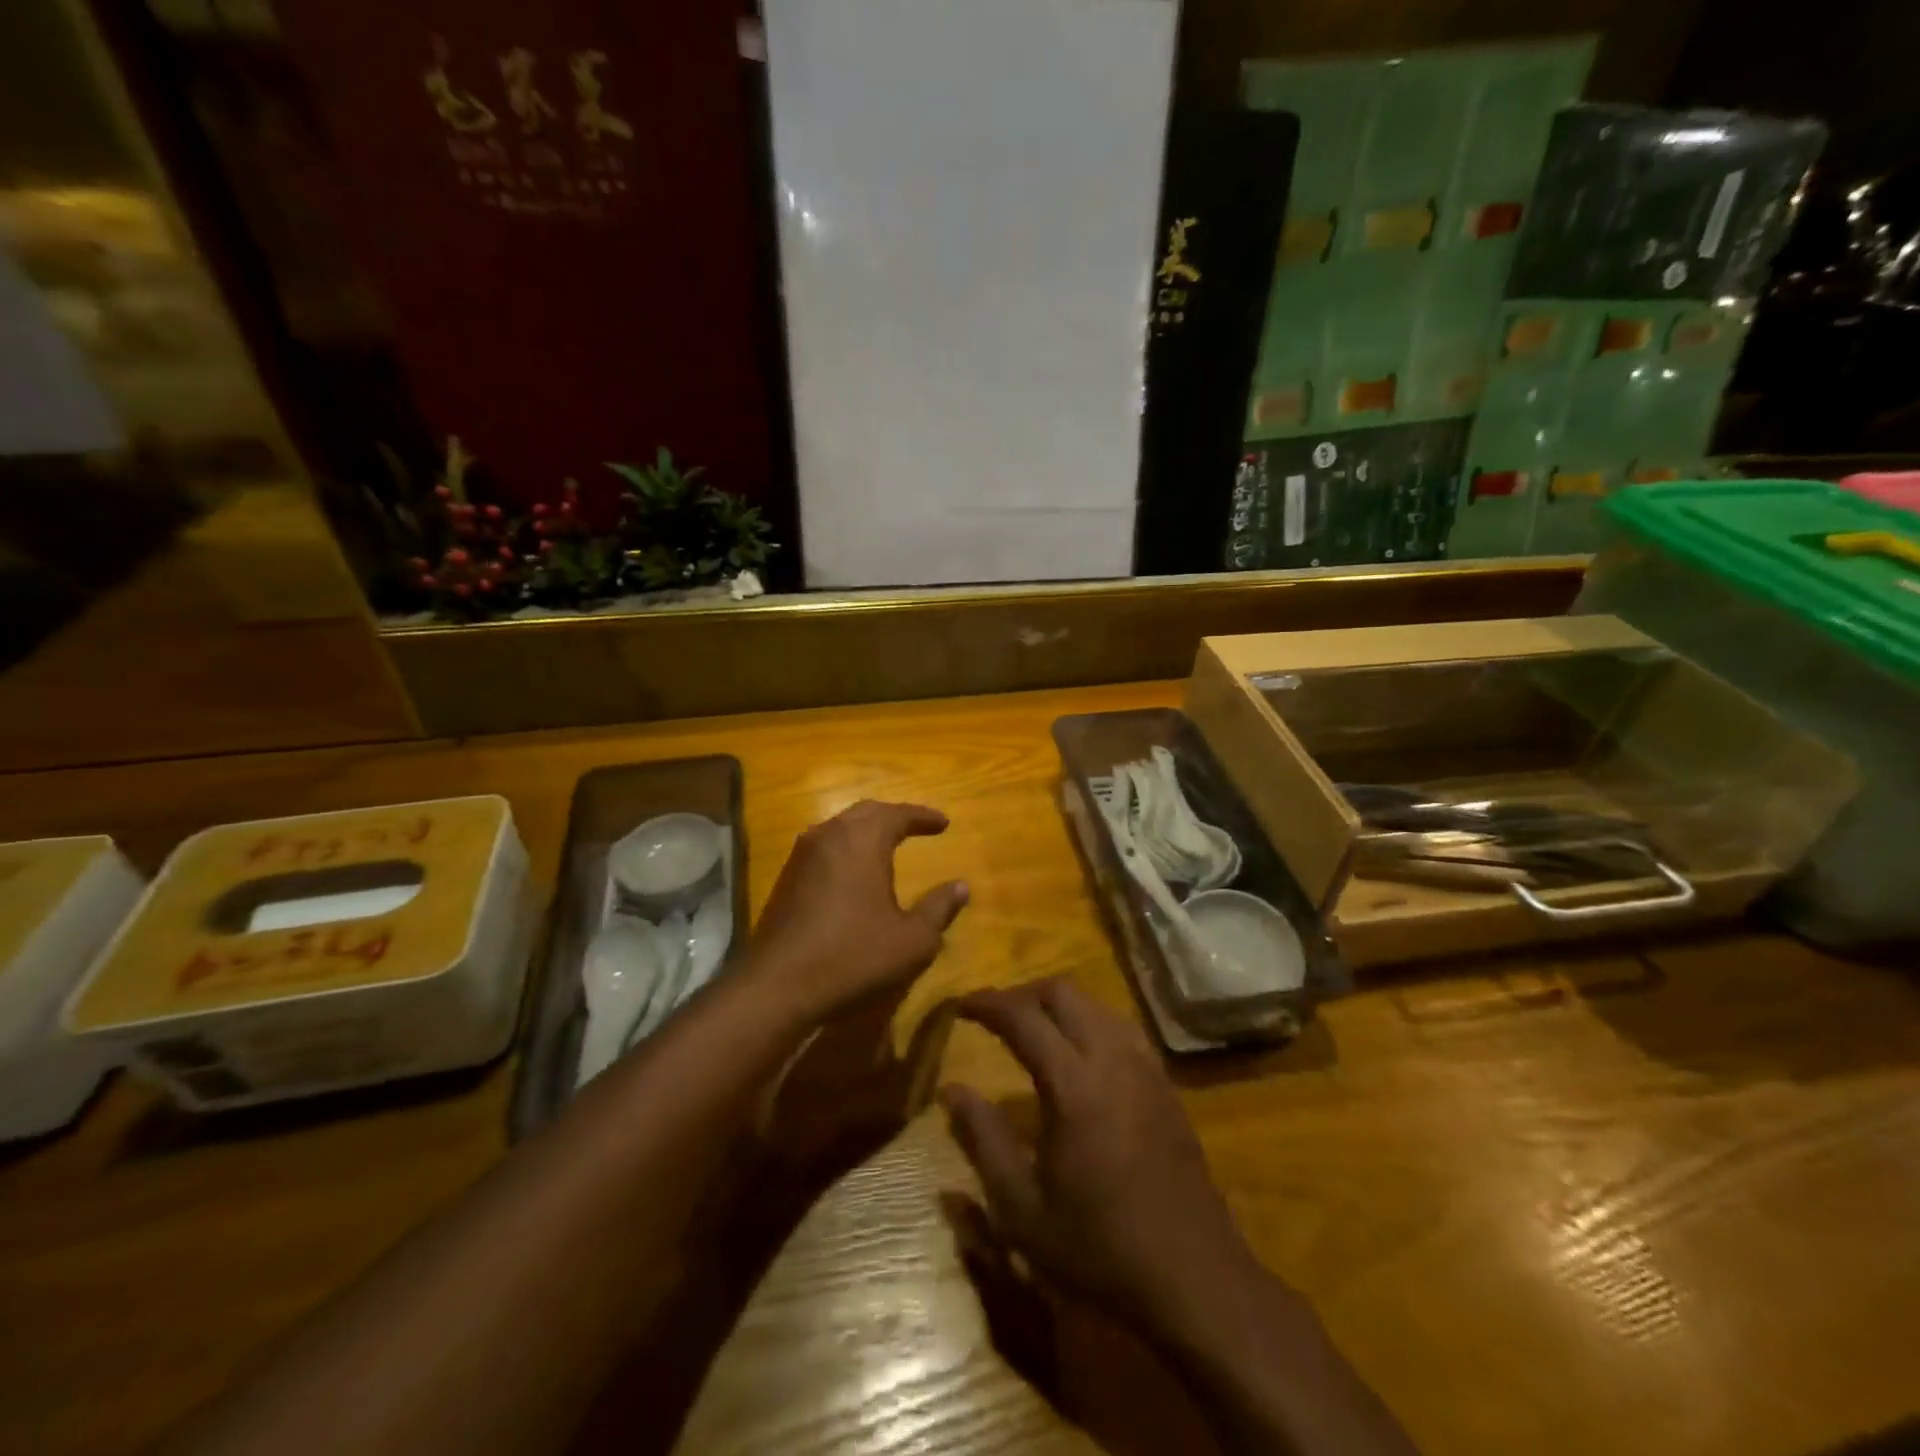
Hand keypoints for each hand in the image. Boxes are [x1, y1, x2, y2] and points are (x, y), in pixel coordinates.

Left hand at [747, 801, 968, 1021]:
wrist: (777, 986)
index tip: (944, 823)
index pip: (898, 814)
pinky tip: (853, 872)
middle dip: (893, 816)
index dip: (923, 816)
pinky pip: (823, 849)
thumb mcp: (912, 940)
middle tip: (915, 826)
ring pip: (839, 828)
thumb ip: (939, 909)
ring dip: (866, 831)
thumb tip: (961, 887)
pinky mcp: (786, 879)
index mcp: (862, 840)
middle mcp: (829, 836)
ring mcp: (802, 856)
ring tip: (887, 844)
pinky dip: (846, 850)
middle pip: (866, 813)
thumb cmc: (853, 956)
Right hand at [939, 977, 1265, 1338]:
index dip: (987, 1003)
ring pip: (1095, 1003)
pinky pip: (1120, 1026)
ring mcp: (1145, 1066)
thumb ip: (983, 1140)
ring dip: (1058, 1004)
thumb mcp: (1022, 1209)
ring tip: (1031, 1029)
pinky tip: (1079, 1053)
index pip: (1022, 1016)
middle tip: (993, 1016)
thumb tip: (951, 1089)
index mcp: (1073, 1084)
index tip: (959, 1006)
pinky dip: (1089, 1020)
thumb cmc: (1099, 1248)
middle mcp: (1111, 1058)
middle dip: (1022, 993)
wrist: (1194, 1278)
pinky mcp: (1165, 1082)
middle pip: (1063, 993)